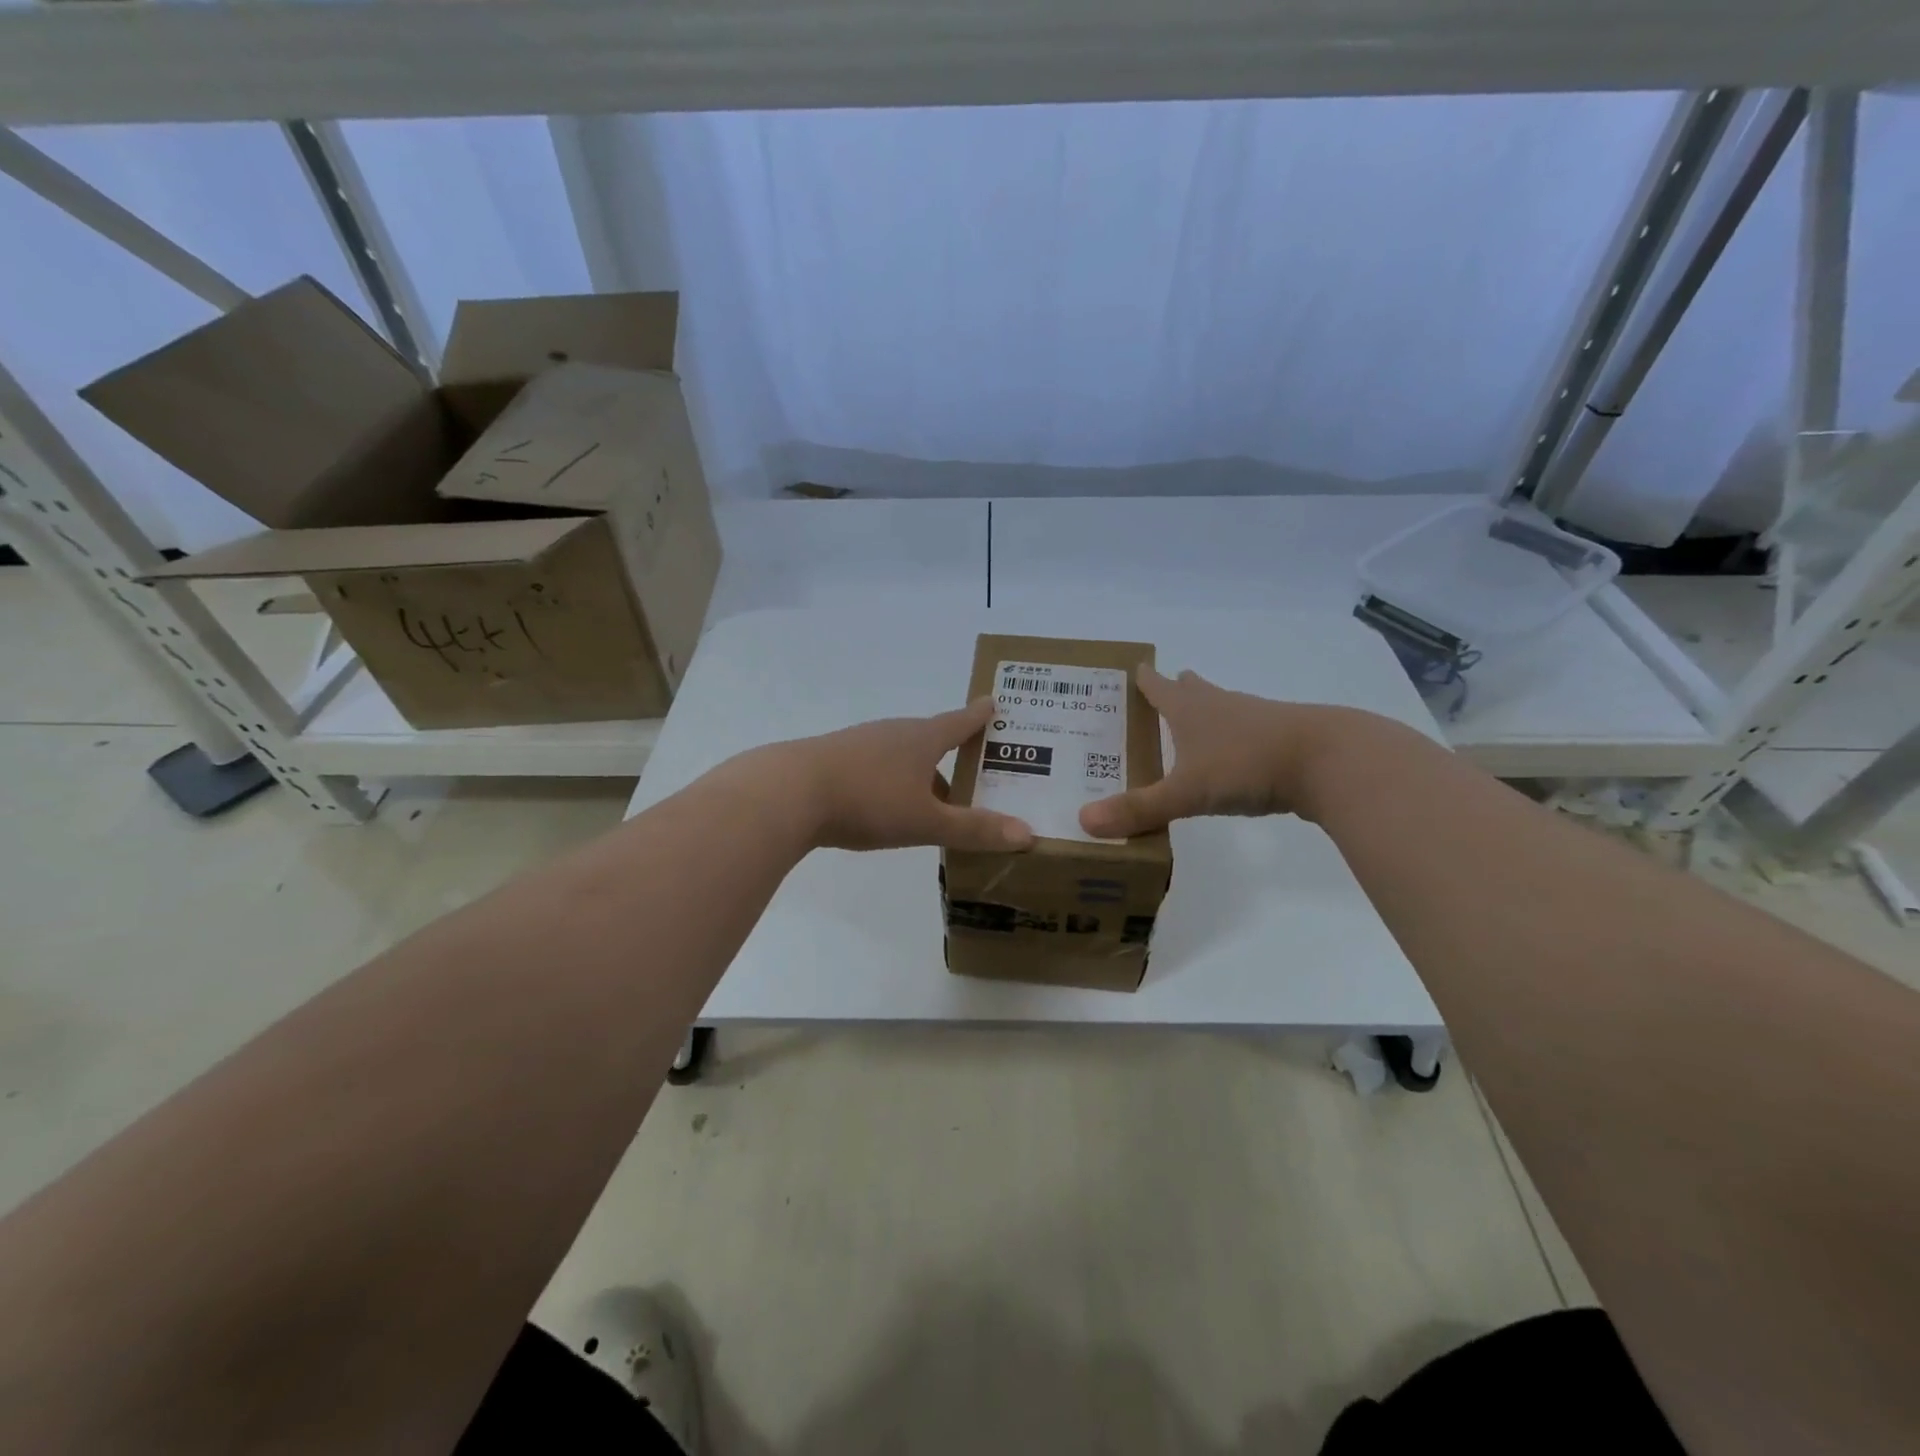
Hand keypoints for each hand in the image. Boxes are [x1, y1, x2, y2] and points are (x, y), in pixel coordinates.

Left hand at [769, 698, 1035, 852]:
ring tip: (935, 800)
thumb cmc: (868, 800)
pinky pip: (876, 767)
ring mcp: (861, 743)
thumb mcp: (926, 821)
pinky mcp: (834, 760)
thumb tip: (1028, 834)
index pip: (960, 721)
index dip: (980, 716)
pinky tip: (886, 805)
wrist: (788, 793)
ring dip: (921, 772)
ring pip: (902, 755)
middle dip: (953, 753)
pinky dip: (892, 781)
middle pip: (932, 739)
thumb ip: (974, 830)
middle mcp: (893, 733)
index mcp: (922, 738)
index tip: (994, 702)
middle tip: (975, 770)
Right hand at [1079, 665, 1355, 837]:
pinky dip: (1232, 739)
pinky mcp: (1282, 741)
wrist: (1329, 760)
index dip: (1144, 679)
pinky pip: (1246, 734)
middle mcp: (1221, 707)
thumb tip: (1083, 822)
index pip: (1158, 687)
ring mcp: (1255, 720)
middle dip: (1175, 690)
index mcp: (1190, 710)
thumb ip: (1139, 809)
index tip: (1133, 667)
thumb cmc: (1247, 764)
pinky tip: (1233, 758)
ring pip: (1223, 709)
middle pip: (1193, 691)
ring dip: (1206, 712)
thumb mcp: (1186, 791)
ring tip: (1192, 723)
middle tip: (1159, 690)